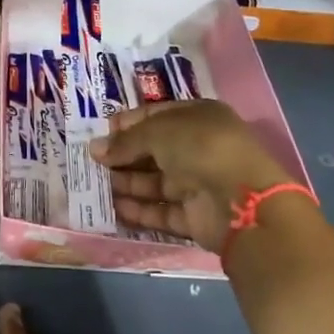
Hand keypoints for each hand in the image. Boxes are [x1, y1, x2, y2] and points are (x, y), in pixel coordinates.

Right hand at [89, 100, 293, 255]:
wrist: (241, 202)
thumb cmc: (200, 149)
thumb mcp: (158, 132)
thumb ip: (125, 141)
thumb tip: (96, 149)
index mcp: (199, 118)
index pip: (157, 116)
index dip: (128, 123)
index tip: (101, 132)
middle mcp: (200, 149)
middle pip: (154, 151)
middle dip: (123, 155)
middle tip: (92, 161)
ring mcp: (199, 183)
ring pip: (155, 182)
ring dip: (126, 183)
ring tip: (95, 184)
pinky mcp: (195, 216)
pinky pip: (161, 211)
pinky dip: (138, 210)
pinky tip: (113, 207)